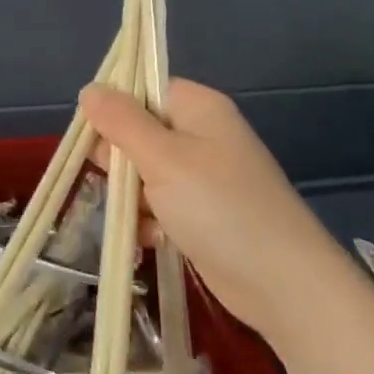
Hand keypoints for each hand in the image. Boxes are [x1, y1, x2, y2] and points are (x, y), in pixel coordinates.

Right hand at [79, 78, 345, 339]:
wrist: (284, 285)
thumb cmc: (220, 208)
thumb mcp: (162, 158)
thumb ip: (121, 121)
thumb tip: (89, 89)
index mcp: (197, 108)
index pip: (142, 89)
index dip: (113, 110)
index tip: (95, 139)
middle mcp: (200, 135)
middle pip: (137, 132)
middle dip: (119, 161)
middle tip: (120, 184)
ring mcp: (202, 176)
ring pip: (143, 173)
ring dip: (131, 197)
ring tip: (137, 220)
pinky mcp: (202, 214)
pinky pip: (159, 205)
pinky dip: (149, 221)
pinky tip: (150, 240)